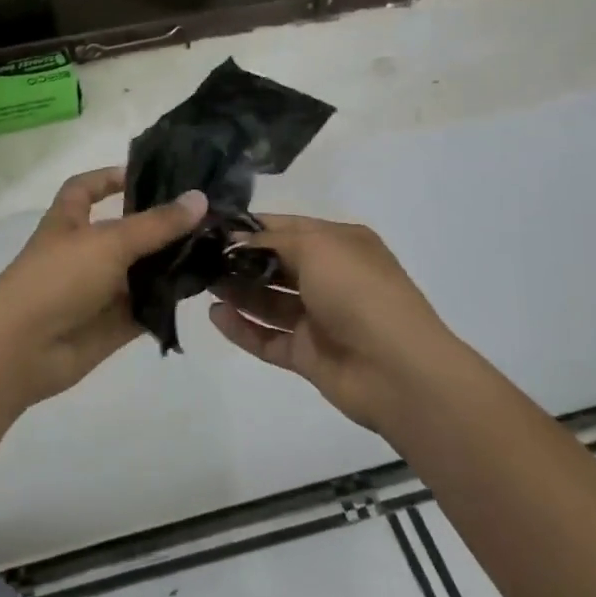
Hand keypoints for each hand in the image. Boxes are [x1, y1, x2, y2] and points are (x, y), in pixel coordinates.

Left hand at [0, 167, 206, 404]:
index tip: (147, 175)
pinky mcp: (114, 324)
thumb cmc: (57, 279)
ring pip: (142, 271)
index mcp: (69, 222)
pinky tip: (205, 288)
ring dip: (172, 262)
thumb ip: (156, 224)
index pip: (85, 189)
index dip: (109, 178)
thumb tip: (200, 197)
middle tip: (209, 213)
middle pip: (126, 231)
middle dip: (161, 224)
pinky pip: (148, 307)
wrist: (23, 349)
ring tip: (218, 247)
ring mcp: (99, 290)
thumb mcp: (109, 241)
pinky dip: (170, 300)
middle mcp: (85, 252)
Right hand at [208, 214, 455, 431]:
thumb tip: (237, 239)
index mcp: (340, 244)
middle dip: (239, 259)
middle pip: (275, 265)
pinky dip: (242, 328)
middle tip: (198, 257)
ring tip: (200, 284)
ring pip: (268, 302)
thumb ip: (271, 240)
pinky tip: (214, 316)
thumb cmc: (358, 292)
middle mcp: (329, 278)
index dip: (251, 226)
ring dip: (237, 292)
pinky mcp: (307, 355)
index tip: (210, 226)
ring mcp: (318, 319)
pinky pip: (267, 338)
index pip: (287, 228)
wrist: (397, 370)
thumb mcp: (316, 247)